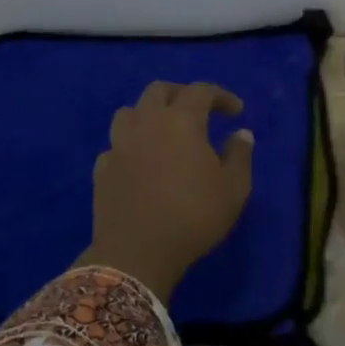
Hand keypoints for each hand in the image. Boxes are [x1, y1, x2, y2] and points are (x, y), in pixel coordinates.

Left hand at [83, 81, 254, 299]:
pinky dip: (130, 146)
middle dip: (182, 94)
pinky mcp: (103, 169)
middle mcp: (147, 123)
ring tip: (163, 131)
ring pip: (129, 112)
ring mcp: (119, 145)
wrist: (137, 254)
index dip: (221, 96)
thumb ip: (240, 155)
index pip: (201, 91)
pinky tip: (140, 162)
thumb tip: (241, 134)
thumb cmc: (193, 216)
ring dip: (149, 114)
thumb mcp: (233, 188)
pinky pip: (115, 146)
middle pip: (159, 90)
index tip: (236, 111)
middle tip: (198, 110)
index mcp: (181, 121)